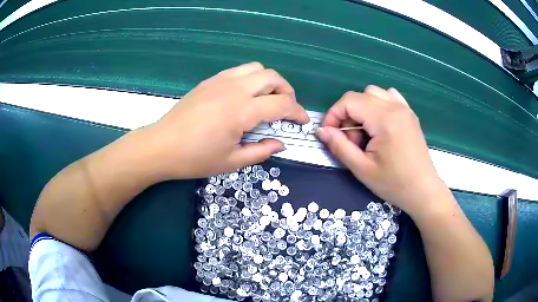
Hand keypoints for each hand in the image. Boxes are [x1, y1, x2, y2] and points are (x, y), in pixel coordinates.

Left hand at [139, 62, 308, 179]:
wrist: (161, 146)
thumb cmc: (195, 158)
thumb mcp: (231, 162)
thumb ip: (261, 151)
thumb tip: (280, 143)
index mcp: (242, 111)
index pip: (281, 104)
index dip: (297, 112)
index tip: (303, 121)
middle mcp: (235, 89)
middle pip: (272, 77)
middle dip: (287, 91)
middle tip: (286, 109)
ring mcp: (221, 81)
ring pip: (256, 68)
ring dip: (269, 81)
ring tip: (267, 98)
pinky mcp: (210, 80)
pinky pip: (239, 70)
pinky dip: (251, 78)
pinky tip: (245, 95)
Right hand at [317, 85, 450, 216]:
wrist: (423, 191)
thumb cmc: (394, 184)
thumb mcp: (362, 169)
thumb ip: (339, 146)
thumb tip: (321, 130)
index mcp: (384, 119)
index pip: (349, 101)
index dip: (333, 115)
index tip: (329, 134)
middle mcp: (395, 107)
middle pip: (360, 95)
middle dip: (347, 114)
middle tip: (350, 140)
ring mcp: (405, 108)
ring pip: (374, 93)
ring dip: (362, 108)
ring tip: (365, 132)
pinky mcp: (410, 114)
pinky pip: (389, 96)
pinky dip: (378, 104)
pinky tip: (379, 124)